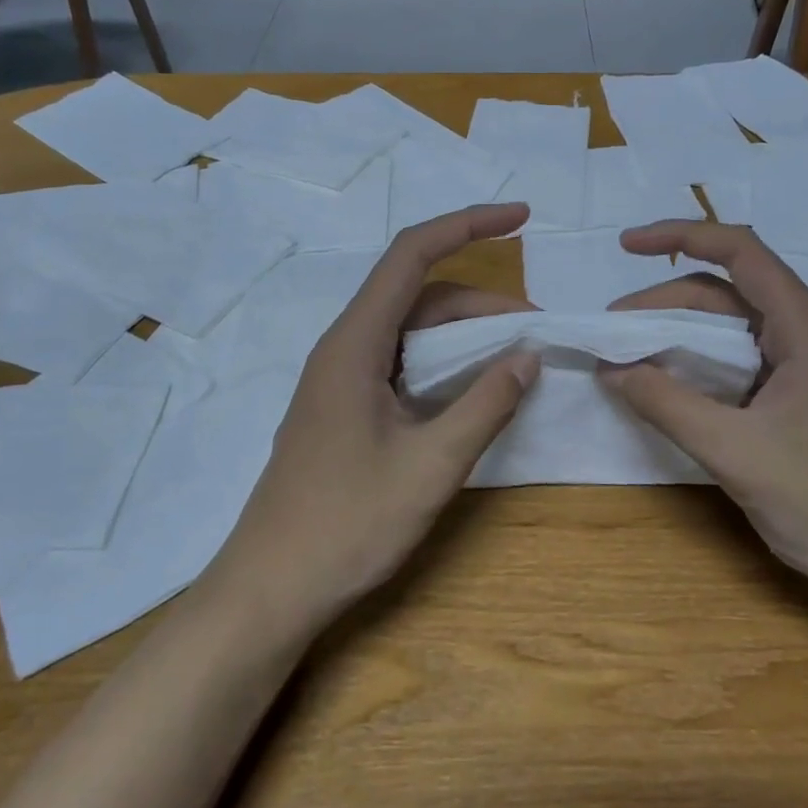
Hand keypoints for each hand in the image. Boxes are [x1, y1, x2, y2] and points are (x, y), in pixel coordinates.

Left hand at [209, 204, 538, 629]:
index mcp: (355, 343)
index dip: (468, 225)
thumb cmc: (347, 525)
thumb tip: (528, 356)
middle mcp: (344, 347)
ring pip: (411, 331)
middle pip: (418, 295)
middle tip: (537, 331)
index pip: (412, 255)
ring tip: (515, 360)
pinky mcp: (344, 407)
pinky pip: (401, 363)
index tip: (521, 218)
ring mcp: (341, 378)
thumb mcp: (430, 465)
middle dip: (482, 301)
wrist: (270, 589)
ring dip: (464, 335)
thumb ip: (485, 405)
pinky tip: (472, 391)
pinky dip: (443, 364)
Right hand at [600, 221, 807, 595]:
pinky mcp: (792, 397)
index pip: (740, 252)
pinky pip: (734, 362)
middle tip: (611, 332)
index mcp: (804, 328)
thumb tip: (609, 369)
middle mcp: (804, 334)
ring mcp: (800, 367)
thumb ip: (666, 403)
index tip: (627, 245)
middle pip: (724, 293)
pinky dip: (693, 363)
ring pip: (726, 328)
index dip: (680, 236)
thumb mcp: (733, 449)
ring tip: (626, 356)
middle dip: (662, 302)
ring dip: (674, 334)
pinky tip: (663, 384)